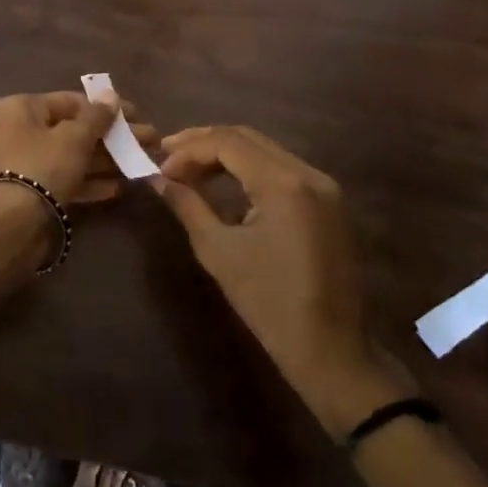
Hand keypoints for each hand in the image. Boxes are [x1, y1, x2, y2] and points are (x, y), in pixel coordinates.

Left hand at [0, 91, 152, 205]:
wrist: (11, 226)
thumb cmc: (43, 166)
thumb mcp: (75, 137)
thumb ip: (96, 116)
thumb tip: (110, 95)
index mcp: (21, 108)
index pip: (71, 101)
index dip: (106, 108)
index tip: (137, 116)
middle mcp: (18, 131)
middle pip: (73, 129)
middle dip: (112, 137)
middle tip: (148, 142)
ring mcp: (24, 164)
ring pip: (72, 157)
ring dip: (106, 161)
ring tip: (141, 164)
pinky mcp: (31, 194)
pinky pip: (65, 180)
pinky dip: (90, 182)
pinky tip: (120, 188)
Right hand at [155, 126, 407, 435]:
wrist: (329, 348)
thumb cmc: (268, 302)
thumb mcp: (218, 251)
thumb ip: (188, 205)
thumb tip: (158, 180)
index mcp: (284, 184)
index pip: (228, 142)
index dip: (189, 150)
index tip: (160, 168)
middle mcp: (308, 174)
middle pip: (248, 138)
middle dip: (205, 143)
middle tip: (168, 156)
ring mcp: (324, 186)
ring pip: (266, 150)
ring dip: (226, 154)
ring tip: (190, 169)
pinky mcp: (328, 202)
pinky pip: (282, 169)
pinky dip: (249, 169)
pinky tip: (224, 182)